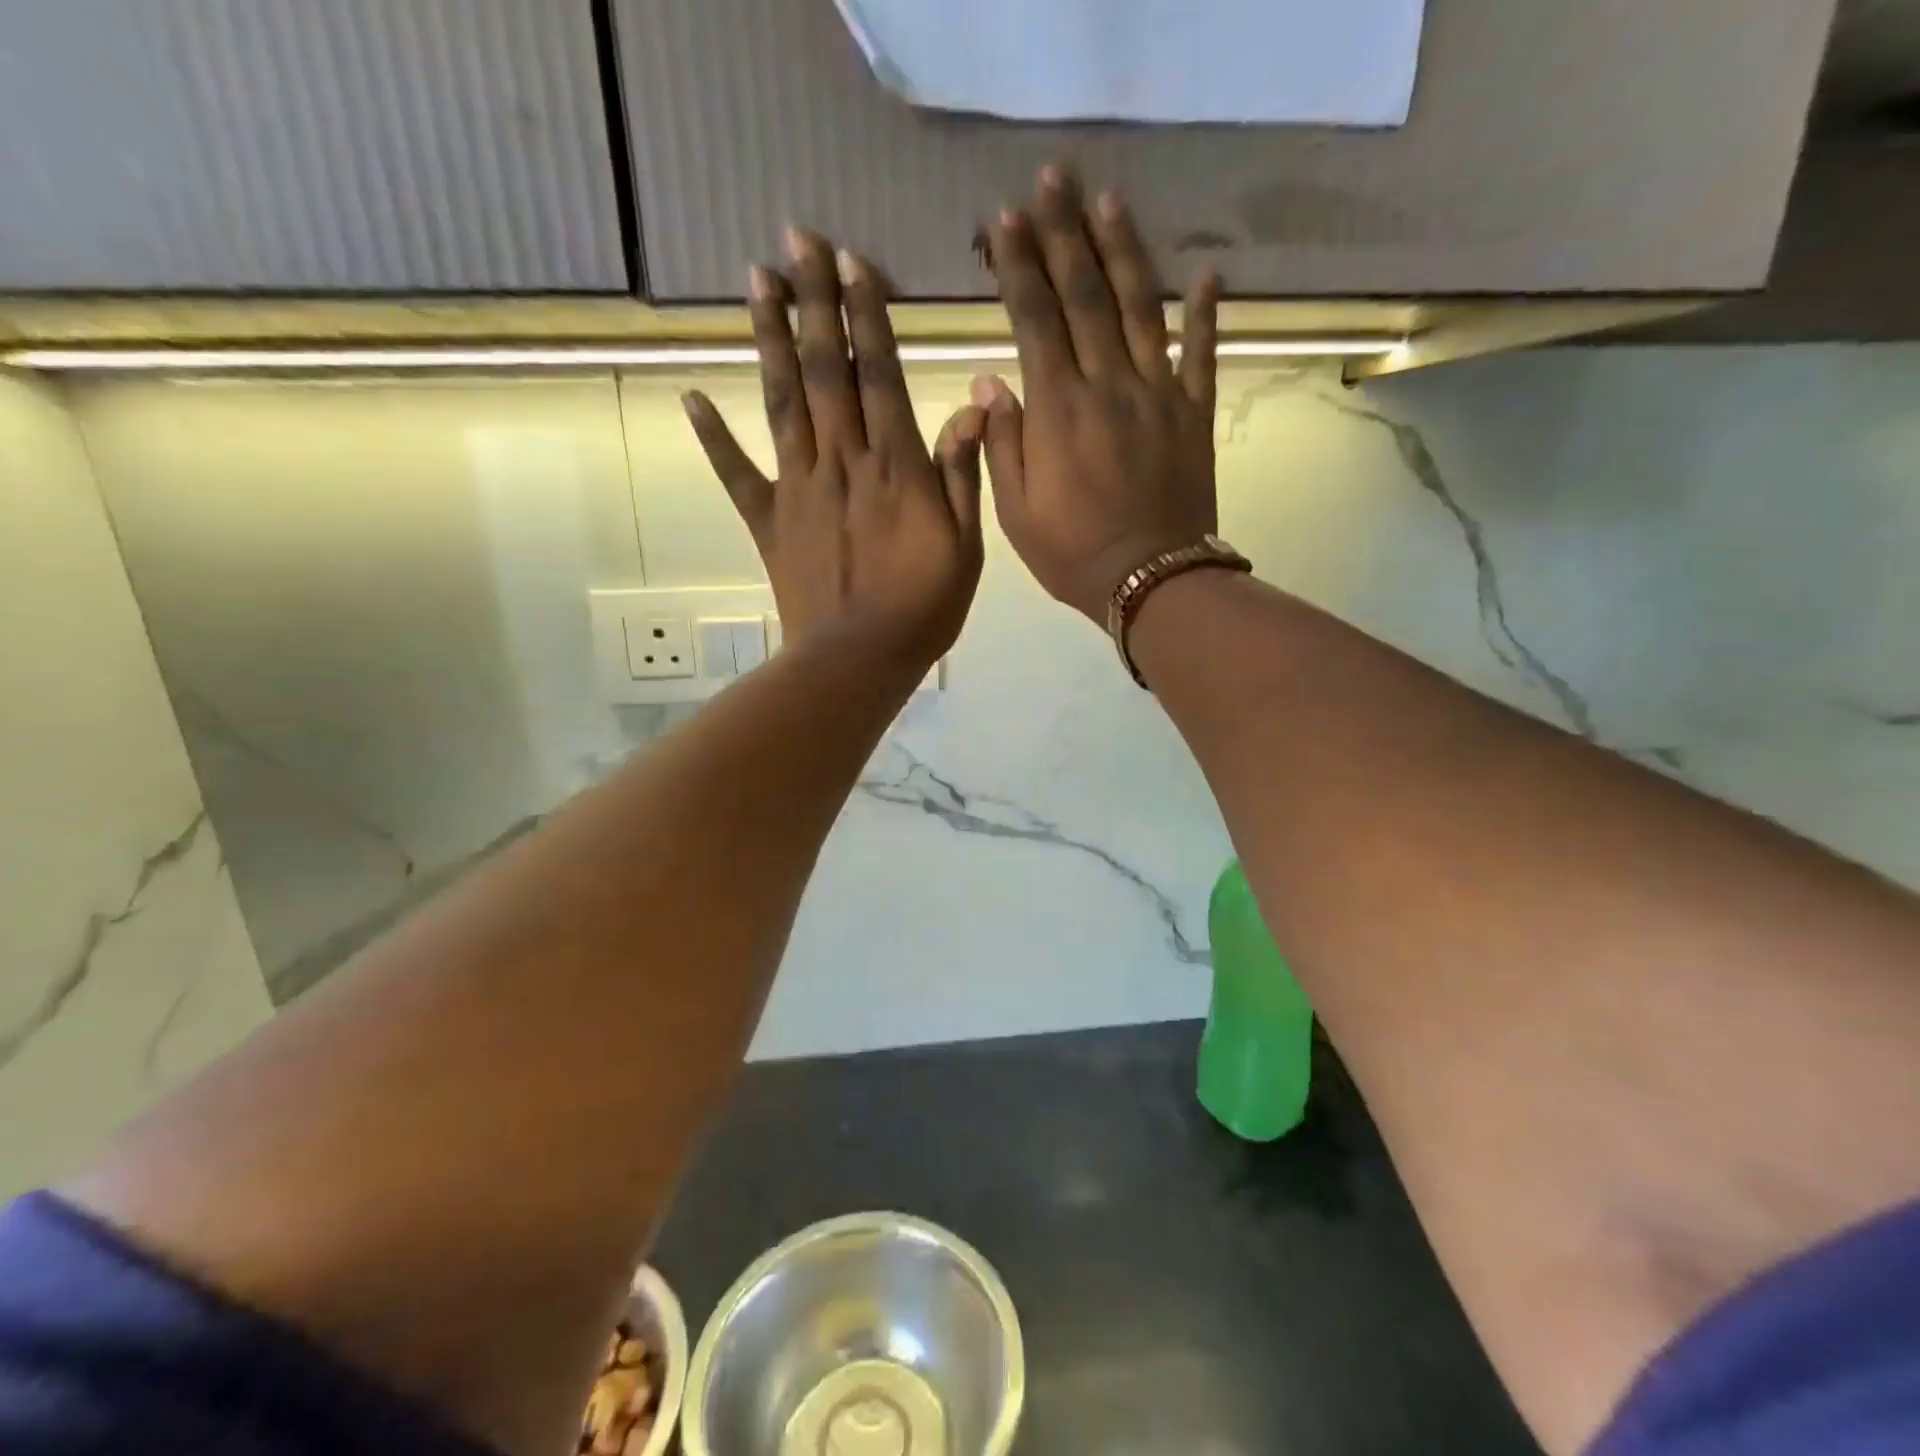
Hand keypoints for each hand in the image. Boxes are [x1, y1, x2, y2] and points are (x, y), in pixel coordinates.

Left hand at [684, 229, 986, 672]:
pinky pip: (736, 472)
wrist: (859, 659)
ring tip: (756, 281)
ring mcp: (797, 487)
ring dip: (769, 338)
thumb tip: (974, 404)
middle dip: (813, 301)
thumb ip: (962, 473)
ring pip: (780, 400)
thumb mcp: (965, 545)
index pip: (878, 372)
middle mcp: (841, 460)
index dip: (866, 314)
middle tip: (798, 240)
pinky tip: (690, 394)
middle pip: (825, 369)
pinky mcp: (768, 520)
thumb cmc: (923, 607)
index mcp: (894, 464)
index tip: (851, 261)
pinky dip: (711, 435)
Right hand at [977, 166, 1219, 621]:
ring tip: (1109, 200)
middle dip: (1064, 233)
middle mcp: (1108, 384)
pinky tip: (1207, 275)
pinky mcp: (1194, 413)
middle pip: (1085, 294)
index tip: (1005, 219)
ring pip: (1140, 307)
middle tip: (1052, 179)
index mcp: (1057, 409)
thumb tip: (990, 381)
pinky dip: (1207, 313)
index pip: (1034, 318)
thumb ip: (1002, 443)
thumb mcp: (1015, 512)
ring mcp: (1157, 393)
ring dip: (1123, 250)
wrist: (1149, 581)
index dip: (1019, 264)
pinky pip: (1203, 353)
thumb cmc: (1072, 554)